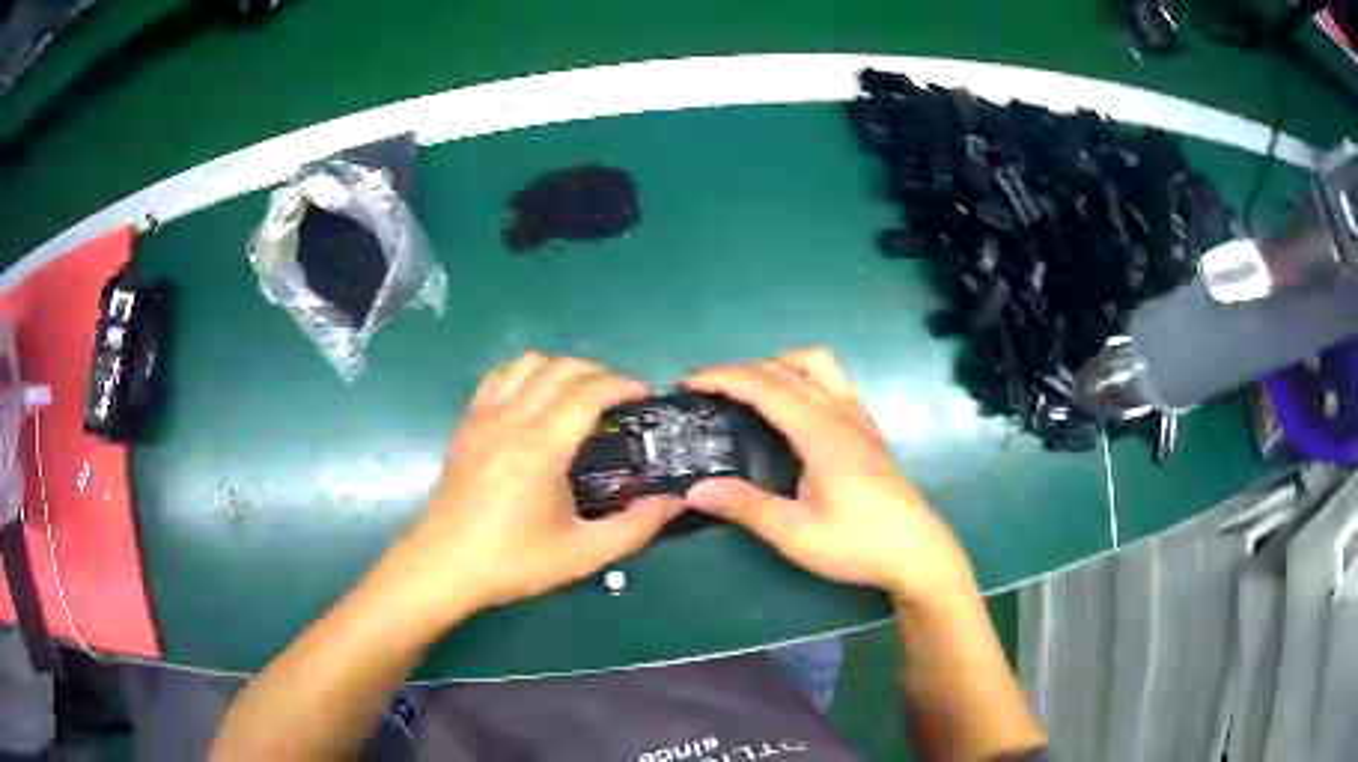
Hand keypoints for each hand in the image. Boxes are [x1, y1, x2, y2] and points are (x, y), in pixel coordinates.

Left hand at [396, 352, 682, 613]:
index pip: (588, 392)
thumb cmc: (514, 561)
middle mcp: (511, 419)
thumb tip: (674, 501)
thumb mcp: (584, 554)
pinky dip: (524, 375)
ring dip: (559, 369)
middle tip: (618, 398)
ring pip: (526, 364)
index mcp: (541, 447)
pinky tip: (533, 402)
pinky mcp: (466, 424)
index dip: (622, 384)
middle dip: (597, 372)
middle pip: (559, 368)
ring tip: (577, 396)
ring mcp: (483, 417)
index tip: (645, 394)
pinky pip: (498, 378)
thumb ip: (636, 526)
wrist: (445, 565)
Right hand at [683, 348, 976, 608]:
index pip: (765, 386)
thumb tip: (695, 490)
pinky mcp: (869, 430)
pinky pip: (834, 383)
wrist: (917, 552)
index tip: (689, 383)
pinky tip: (795, 411)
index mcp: (820, 432)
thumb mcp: (796, 534)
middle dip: (743, 370)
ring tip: (753, 391)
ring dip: (780, 366)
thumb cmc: (858, 543)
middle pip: (787, 368)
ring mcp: (859, 418)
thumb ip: (746, 507)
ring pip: (818, 365)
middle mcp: (840, 413)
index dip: (723, 378)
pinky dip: (804, 379)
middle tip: (710, 390)